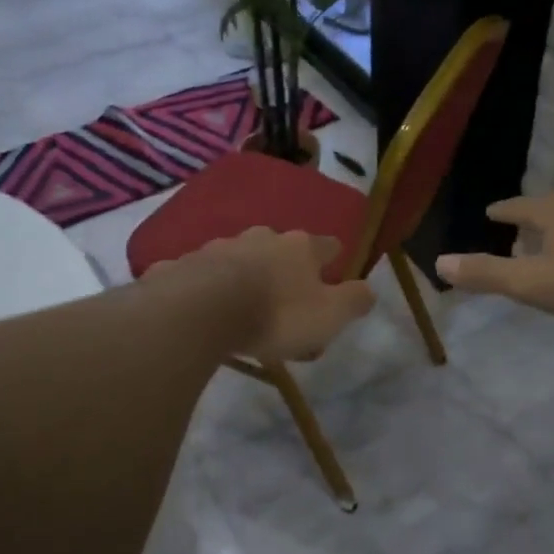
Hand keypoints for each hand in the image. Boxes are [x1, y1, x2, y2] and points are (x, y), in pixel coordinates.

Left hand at [156, 227, 375, 362]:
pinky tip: (203, 308)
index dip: (333, 259)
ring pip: (240, 259)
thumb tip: (370, 290)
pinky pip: (201, 274)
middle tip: (286, 301)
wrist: (201, 311)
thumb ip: (354, 301)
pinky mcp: (184, 264)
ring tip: (244, 308)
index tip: (334, 273)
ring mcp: (219, 247)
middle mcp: (261, 238)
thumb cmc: (276, 314)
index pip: (327, 246)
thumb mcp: (329, 315)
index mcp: (300, 247)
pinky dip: (207, 287)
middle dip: (285, 269)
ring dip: (246, 277)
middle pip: (281, 249)